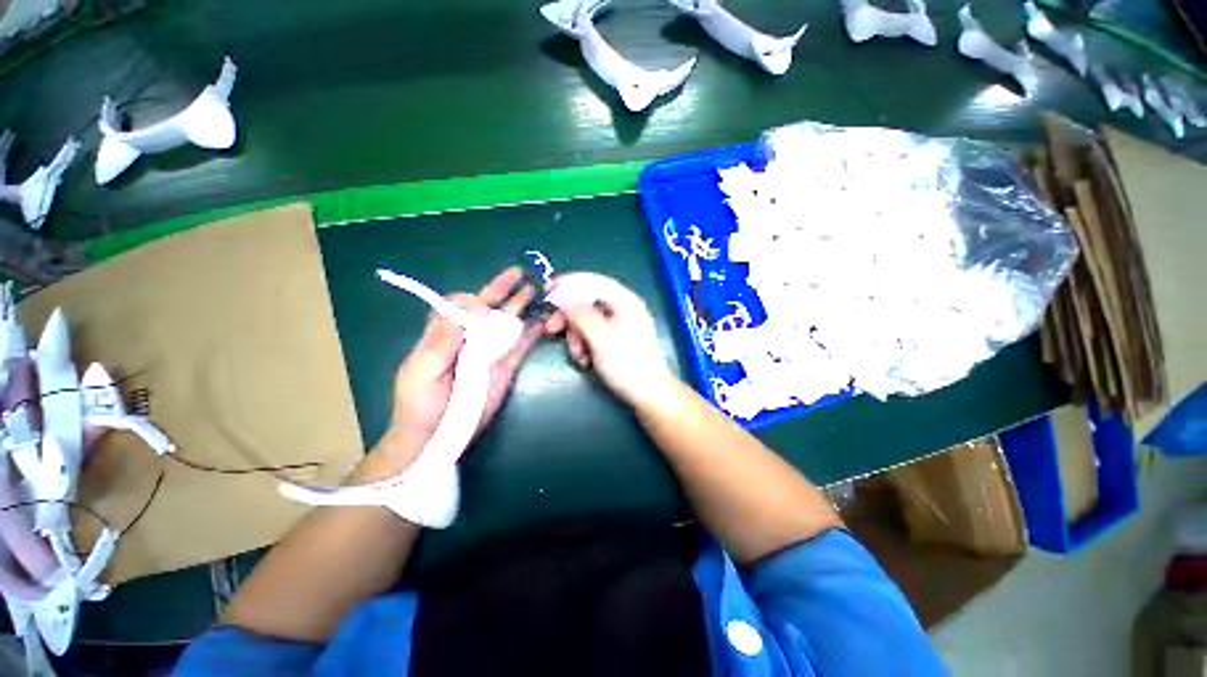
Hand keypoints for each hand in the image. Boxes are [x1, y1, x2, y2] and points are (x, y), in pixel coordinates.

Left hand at [378, 268, 541, 467]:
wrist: (436, 437)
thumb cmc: (419, 404)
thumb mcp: (422, 371)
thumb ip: (442, 340)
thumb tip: (469, 307)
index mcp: (445, 334)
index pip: (458, 305)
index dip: (472, 300)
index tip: (481, 308)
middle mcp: (470, 338)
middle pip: (488, 308)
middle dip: (502, 289)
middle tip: (521, 273)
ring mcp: (490, 351)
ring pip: (507, 324)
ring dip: (521, 307)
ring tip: (537, 290)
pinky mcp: (505, 367)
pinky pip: (520, 346)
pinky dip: (532, 333)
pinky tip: (542, 321)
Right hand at [545, 272, 676, 406]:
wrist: (648, 393)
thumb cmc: (626, 363)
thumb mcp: (600, 337)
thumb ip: (581, 314)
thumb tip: (564, 299)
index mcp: (625, 301)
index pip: (594, 281)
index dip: (569, 283)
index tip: (548, 290)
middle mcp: (623, 308)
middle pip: (588, 303)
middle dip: (569, 318)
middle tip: (550, 329)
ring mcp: (621, 325)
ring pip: (589, 321)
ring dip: (577, 337)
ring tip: (577, 356)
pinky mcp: (617, 340)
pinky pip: (595, 335)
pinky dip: (586, 345)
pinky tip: (585, 361)